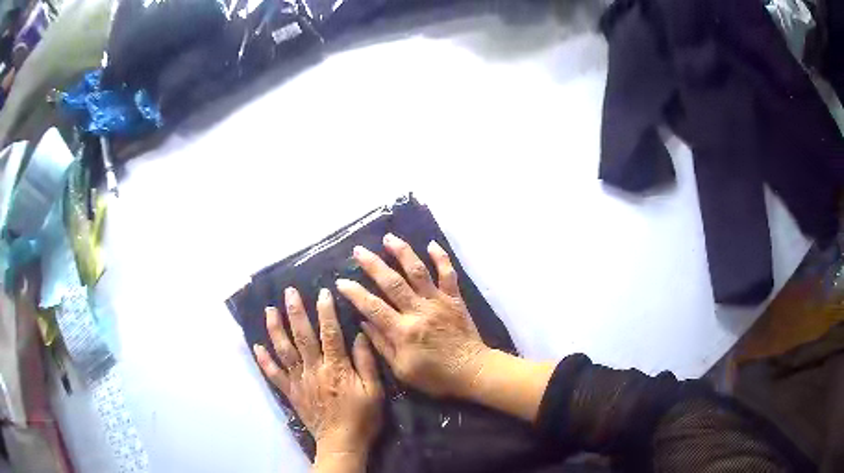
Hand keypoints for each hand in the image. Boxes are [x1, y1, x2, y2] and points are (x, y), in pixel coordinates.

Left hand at [253, 287, 382, 459]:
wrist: (342, 442)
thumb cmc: (362, 417)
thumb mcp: (374, 391)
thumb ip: (366, 362)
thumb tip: (359, 335)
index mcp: (336, 367)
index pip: (330, 333)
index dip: (326, 311)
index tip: (323, 291)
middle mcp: (313, 369)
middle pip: (301, 336)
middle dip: (295, 312)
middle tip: (289, 292)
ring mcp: (299, 380)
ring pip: (284, 350)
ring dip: (275, 329)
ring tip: (270, 310)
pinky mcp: (291, 392)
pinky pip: (274, 374)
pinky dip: (264, 360)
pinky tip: (256, 346)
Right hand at [336, 234, 489, 398]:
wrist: (471, 371)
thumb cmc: (435, 376)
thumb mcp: (402, 369)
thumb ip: (381, 345)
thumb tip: (363, 323)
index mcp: (403, 331)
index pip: (372, 307)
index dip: (355, 293)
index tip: (341, 281)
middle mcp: (418, 311)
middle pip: (392, 283)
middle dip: (373, 265)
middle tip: (358, 251)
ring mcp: (438, 302)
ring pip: (418, 272)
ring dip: (403, 253)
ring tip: (389, 238)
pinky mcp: (454, 299)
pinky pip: (448, 274)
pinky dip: (441, 258)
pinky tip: (431, 244)